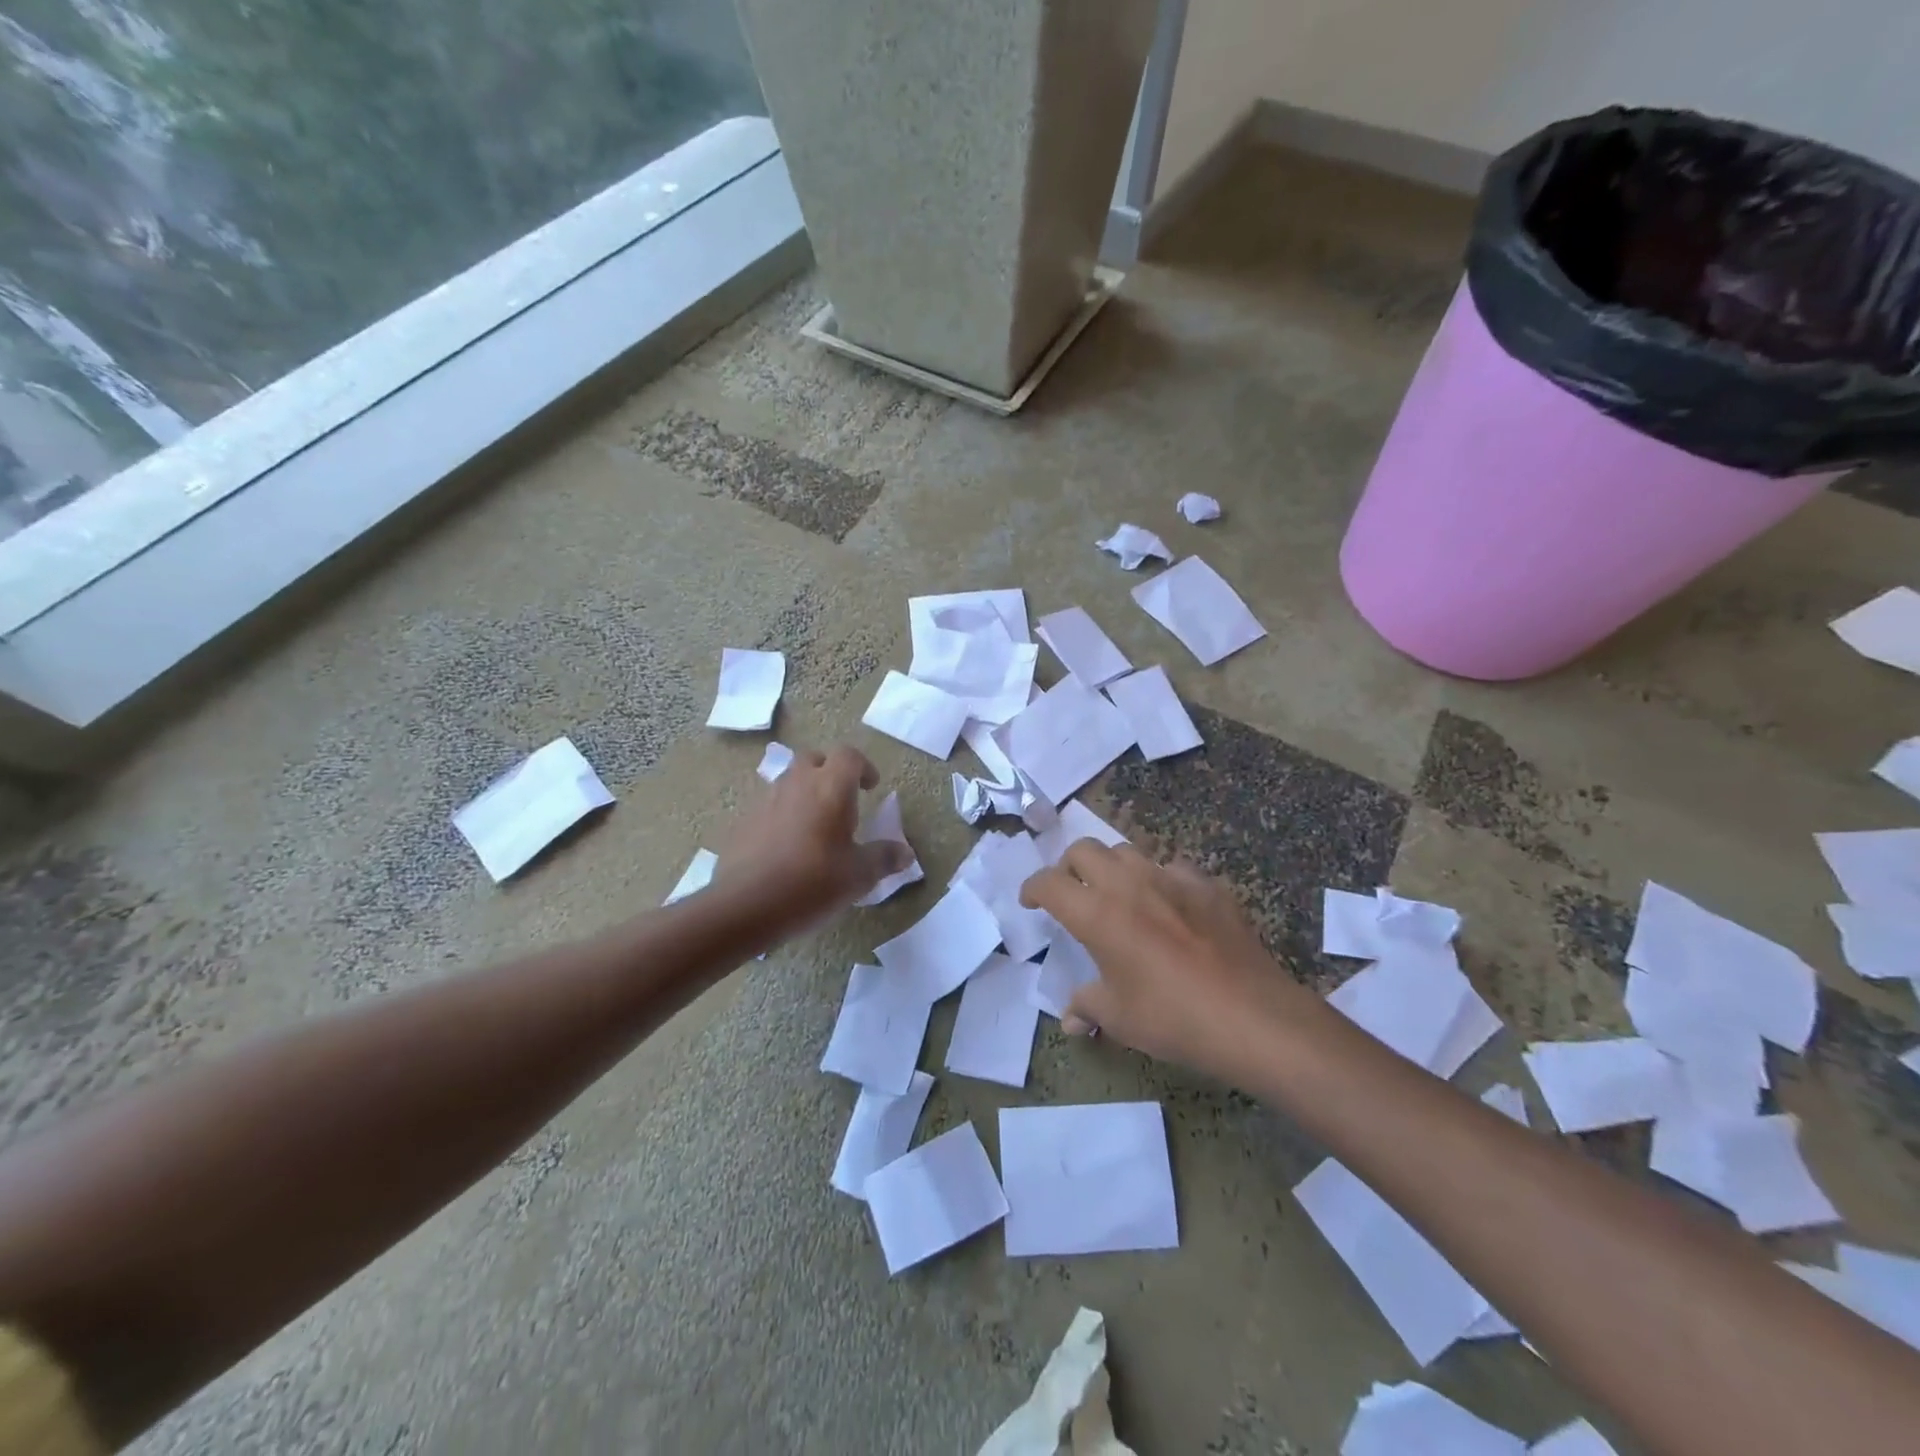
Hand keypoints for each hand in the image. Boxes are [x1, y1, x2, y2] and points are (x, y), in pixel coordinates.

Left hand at [716, 745, 912, 924]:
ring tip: (817, 826)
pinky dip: (784, 815)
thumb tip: (905, 853)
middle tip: (843, 800)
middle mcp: (797, 784)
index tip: (871, 788)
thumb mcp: (858, 876)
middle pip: (815, 759)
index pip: (849, 755)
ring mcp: (767, 800)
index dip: (864, 767)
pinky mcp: (745, 821)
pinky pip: (771, 806)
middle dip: (830, 772)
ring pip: (790, 781)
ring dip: (806, 793)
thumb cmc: (812, 883)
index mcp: (831, 788)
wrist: (744, 906)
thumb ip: (883, 858)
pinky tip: (789, 848)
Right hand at [1020, 842, 1314, 1076]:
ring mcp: (1171, 878)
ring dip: (1111, 866)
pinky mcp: (1207, 885)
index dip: (1032, 888)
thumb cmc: (1173, 1018)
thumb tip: (1070, 1021)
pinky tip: (1169, 906)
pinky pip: (1172, 867)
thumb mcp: (1119, 1018)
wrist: (1252, 1016)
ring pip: (1127, 850)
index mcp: (1097, 913)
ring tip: (1117, 894)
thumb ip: (1087, 1007)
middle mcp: (1128, 884)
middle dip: (1068, 866)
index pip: (1049, 883)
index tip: (1031, 902)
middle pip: (1084, 849)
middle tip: (1071, 892)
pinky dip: (1159, 879)